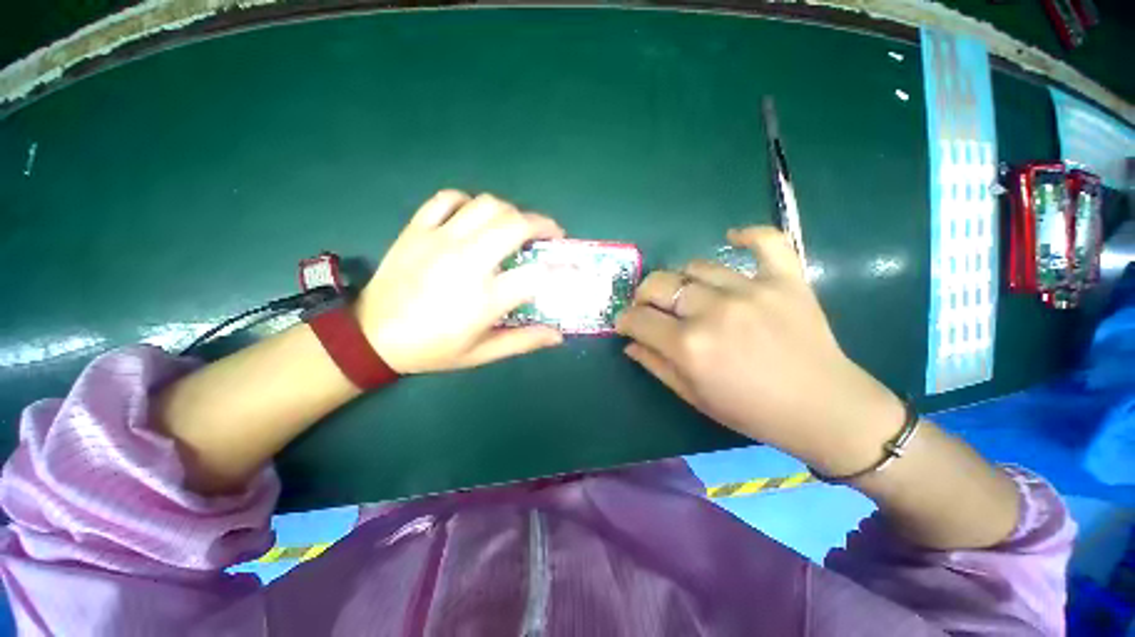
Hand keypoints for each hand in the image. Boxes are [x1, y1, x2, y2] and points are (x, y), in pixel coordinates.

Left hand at [356, 190, 565, 373]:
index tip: (569, 268)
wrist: (371, 337)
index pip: (536, 274)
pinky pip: (447, 198)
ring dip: (511, 211)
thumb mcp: (481, 354)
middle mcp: (467, 262)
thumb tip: (558, 336)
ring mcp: (440, 240)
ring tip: (517, 225)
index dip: (560, 269)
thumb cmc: (431, 349)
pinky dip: (468, 201)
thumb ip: (522, 341)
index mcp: (484, 298)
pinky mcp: (417, 229)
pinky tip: (474, 216)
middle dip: (543, 225)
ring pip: (487, 205)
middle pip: (516, 225)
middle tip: (551, 235)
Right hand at [615, 227, 903, 475]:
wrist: (823, 409)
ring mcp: (751, 291)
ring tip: (686, 293)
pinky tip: (732, 237)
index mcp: (690, 346)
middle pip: (660, 284)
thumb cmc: (751, 410)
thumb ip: (655, 365)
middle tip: (648, 307)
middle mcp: (714, 312)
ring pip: (697, 266)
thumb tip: (629, 342)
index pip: (639, 319)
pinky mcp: (786, 280)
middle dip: (643, 295)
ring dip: (681, 279)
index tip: (626, 323)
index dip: (625, 319)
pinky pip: (766, 242)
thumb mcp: (693, 396)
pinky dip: (748, 235)